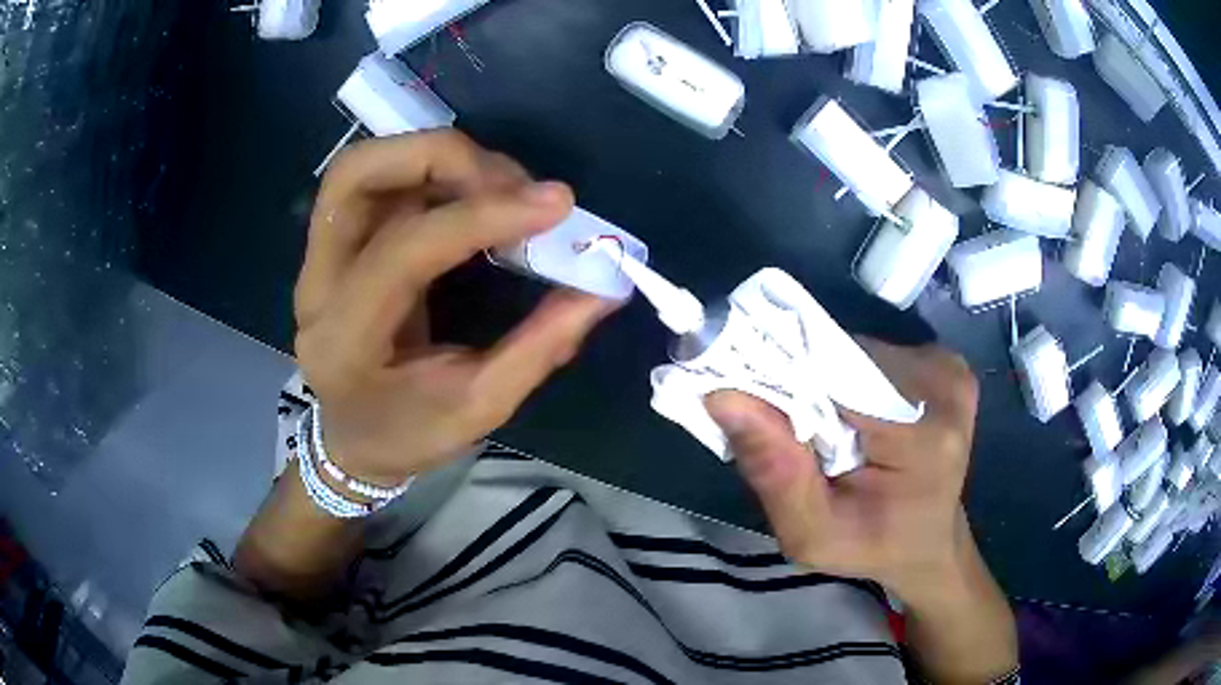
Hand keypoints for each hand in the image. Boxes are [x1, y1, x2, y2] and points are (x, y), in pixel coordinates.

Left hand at [294, 131, 615, 486]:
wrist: (351, 439)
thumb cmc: (407, 434)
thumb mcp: (478, 408)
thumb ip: (539, 347)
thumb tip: (603, 289)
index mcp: (345, 341)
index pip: (403, 252)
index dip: (481, 216)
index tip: (556, 205)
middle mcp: (317, 284)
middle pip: (356, 175)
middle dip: (441, 157)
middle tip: (513, 182)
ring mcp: (317, 257)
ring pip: (363, 167)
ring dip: (437, 157)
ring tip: (502, 186)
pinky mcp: (334, 243)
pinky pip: (379, 181)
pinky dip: (433, 171)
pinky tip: (475, 194)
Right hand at [705, 339, 978, 599]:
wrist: (930, 541)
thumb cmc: (874, 547)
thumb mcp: (812, 534)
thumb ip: (775, 473)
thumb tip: (722, 395)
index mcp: (925, 437)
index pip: (837, 379)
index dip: (785, 383)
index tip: (749, 404)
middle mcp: (944, 385)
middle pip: (847, 357)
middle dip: (806, 386)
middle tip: (786, 428)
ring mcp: (949, 369)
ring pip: (857, 351)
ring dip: (827, 382)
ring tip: (822, 427)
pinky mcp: (944, 363)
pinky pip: (875, 354)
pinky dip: (850, 378)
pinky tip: (852, 416)